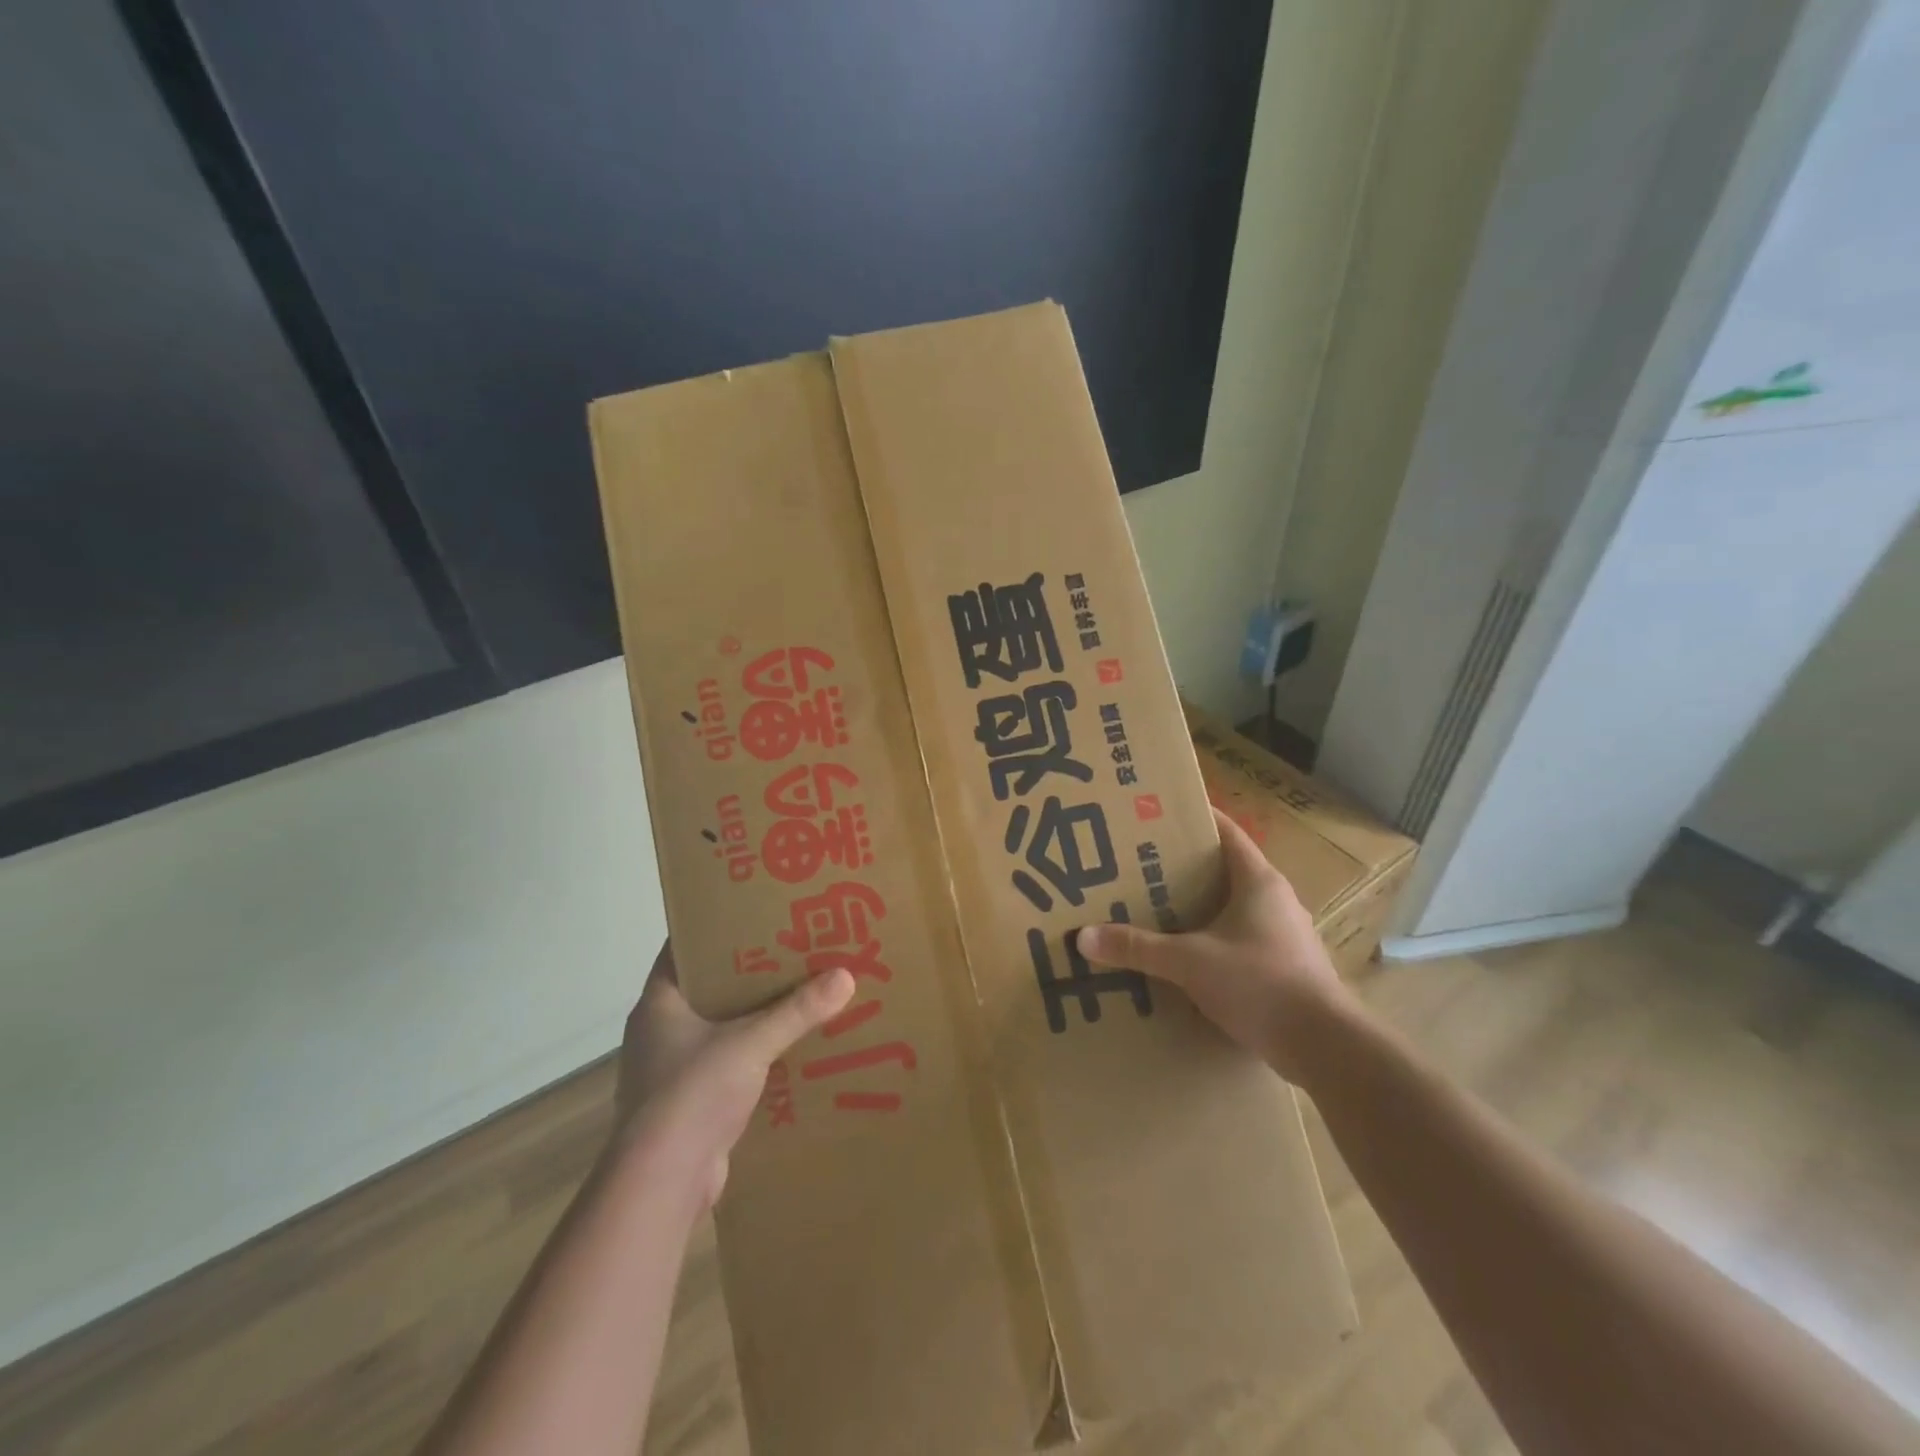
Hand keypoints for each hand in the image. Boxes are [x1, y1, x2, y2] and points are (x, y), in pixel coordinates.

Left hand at [612, 942, 854, 1206]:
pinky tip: (788, 1047)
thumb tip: (845, 977)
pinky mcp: (687, 1101)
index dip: (715, 926)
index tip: (754, 910)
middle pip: (706, 985)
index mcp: (658, 1002)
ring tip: (797, 992)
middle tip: (789, 948)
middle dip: (746, 970)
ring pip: (717, 1025)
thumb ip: (797, 1011)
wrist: (661, 1183)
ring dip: (751, 1014)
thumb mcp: (751, 1043)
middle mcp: (659, 1029)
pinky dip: (752, 1053)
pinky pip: (725, 1061)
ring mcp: (670, 1067)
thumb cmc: (691, 1093)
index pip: (683, 947)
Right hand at [1077, 807, 1353, 1084]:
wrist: (1326, 1048)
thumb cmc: (1260, 984)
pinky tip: (1183, 957)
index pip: (1226, 832)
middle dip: (1182, 868)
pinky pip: (1238, 940)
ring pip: (1231, 908)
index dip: (1193, 819)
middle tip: (1138, 866)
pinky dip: (1210, 940)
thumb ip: (1138, 947)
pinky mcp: (1283, 967)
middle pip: (1223, 870)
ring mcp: (1283, 935)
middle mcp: (1274, 900)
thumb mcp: (1190, 962)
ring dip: (1196, 908)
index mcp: (1258, 881)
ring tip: (1153, 911)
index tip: (1156, 814)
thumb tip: (1084, 936)